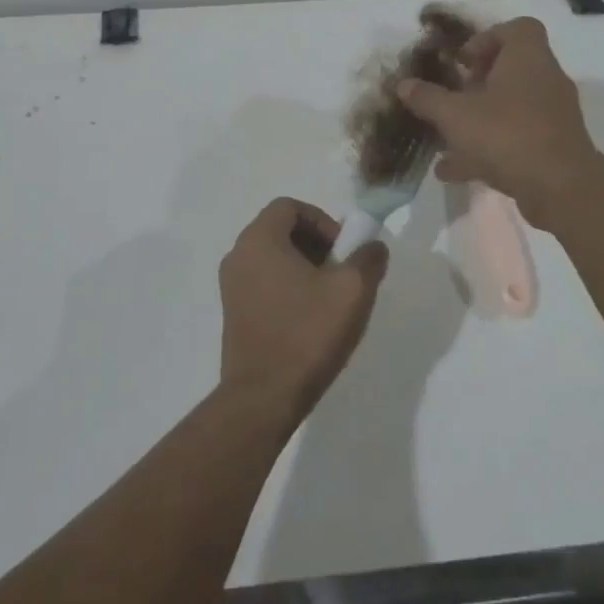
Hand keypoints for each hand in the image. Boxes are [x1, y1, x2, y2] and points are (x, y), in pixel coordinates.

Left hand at [217, 199, 388, 422]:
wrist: (263, 397)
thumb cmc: (306, 334)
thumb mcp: (352, 291)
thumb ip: (368, 259)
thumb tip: (373, 246)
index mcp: (259, 240)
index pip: (289, 206)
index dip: (322, 219)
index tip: (343, 249)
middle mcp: (238, 255)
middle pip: (280, 230)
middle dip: (316, 244)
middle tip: (341, 271)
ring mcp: (231, 286)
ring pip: (272, 258)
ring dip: (304, 267)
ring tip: (330, 298)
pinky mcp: (233, 313)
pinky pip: (263, 282)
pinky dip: (288, 287)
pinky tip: (310, 318)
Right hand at [396, 16, 603, 230]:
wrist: (561, 188)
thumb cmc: (507, 135)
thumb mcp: (455, 115)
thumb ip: (427, 98)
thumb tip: (403, 85)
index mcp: (527, 59)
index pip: (518, 28)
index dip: (487, 38)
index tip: (463, 62)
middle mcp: (545, 80)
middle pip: (512, 69)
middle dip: (477, 83)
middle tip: (452, 97)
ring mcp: (552, 116)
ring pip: (511, 107)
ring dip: (479, 118)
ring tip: (446, 137)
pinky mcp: (553, 147)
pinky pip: (516, 138)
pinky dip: (487, 149)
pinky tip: (454, 171)